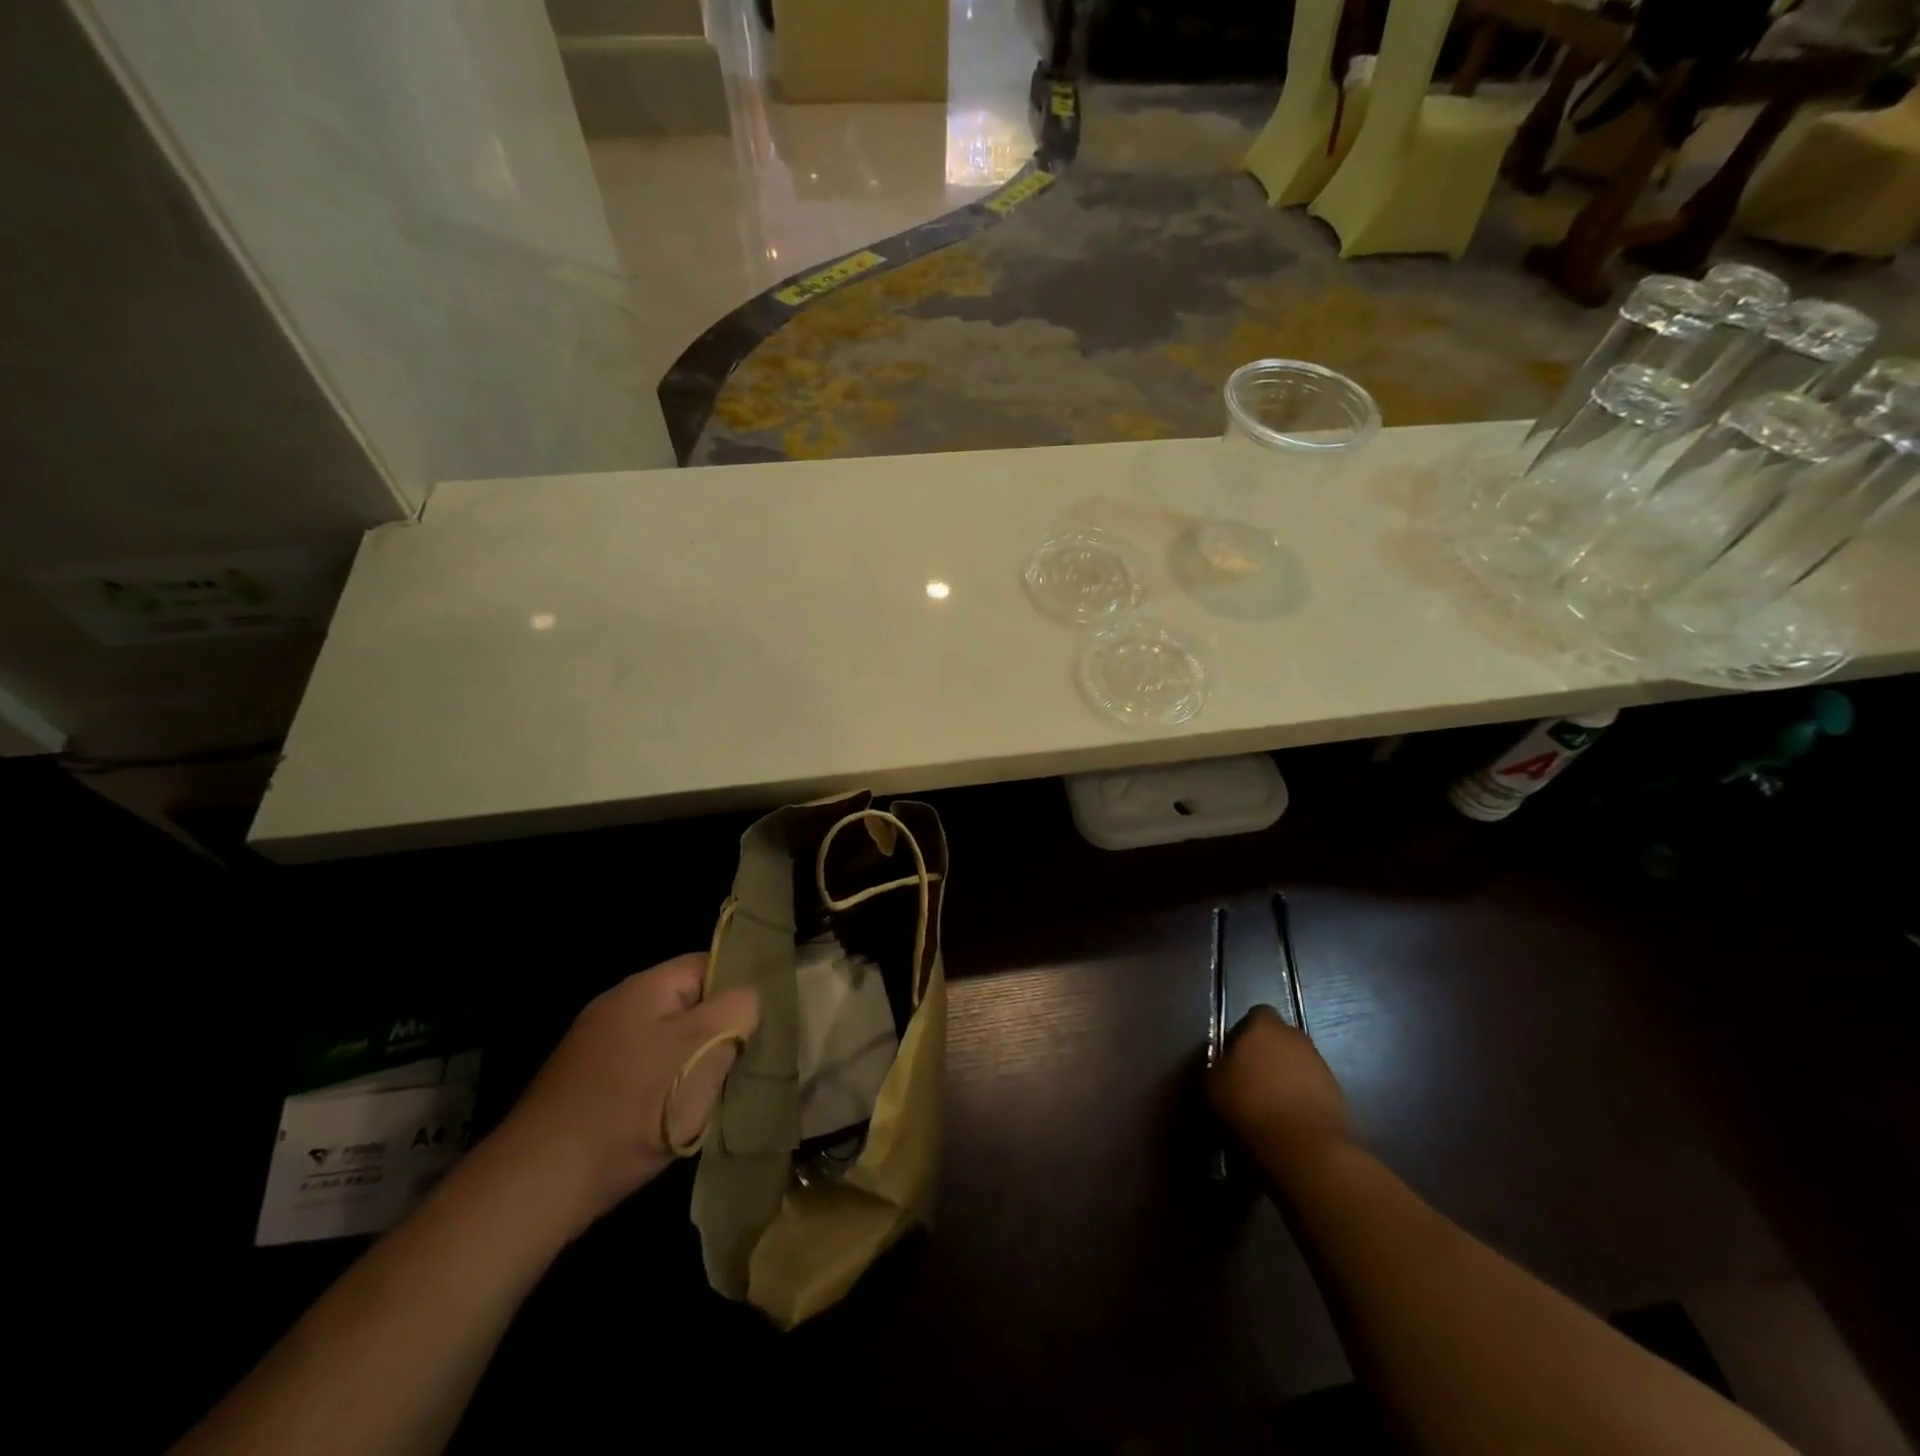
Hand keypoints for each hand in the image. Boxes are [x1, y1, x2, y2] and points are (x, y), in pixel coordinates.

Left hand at [488, 954, 759, 1238]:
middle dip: (718, 1031)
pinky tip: (673, 1116)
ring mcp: (598, 1046)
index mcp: (646, 986)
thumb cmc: (634, 1107)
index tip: (761, 1023)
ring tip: (712, 1094)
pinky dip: (665, 1086)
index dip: (740, 988)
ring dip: (693, 1062)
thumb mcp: (703, 1049)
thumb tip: (748, 999)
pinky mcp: (588, 1083)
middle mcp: (619, 1005)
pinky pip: (644, 1069)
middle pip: (690, 1003)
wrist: (539, 1183)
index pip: (709, 964)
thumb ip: (738, 1009)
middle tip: (741, 1063)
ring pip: (668, 1040)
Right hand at [1208, 1006, 1352, 1179]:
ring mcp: (1321, 1066)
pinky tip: (1290, 1120)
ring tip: (1271, 1105)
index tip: (1234, 1056)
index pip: (1256, 1014)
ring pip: (1298, 1063)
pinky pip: (1313, 1088)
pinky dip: (1302, 1098)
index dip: (1244, 1032)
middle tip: (1250, 1080)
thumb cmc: (1251, 1108)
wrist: (1307, 1151)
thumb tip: (1222, 1062)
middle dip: (1268, 1054)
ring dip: (1286, 1077)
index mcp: (1264, 1027)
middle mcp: (1296, 1037)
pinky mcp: (1339, 1095)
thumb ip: (1217, 1064)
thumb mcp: (1213, 1085)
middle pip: (1280, 1038)